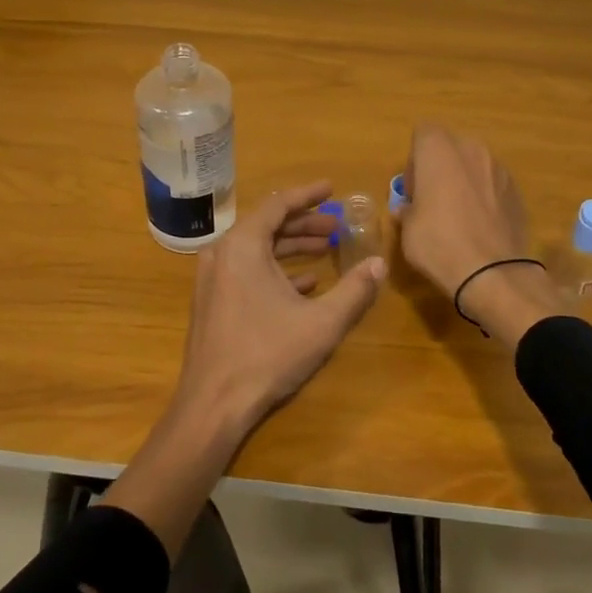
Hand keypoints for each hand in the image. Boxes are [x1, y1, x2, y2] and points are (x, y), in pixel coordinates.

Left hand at [173, 181, 386, 443]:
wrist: (213, 404)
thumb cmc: (267, 355)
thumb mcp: (321, 323)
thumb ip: (354, 290)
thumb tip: (380, 264)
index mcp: (242, 245)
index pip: (278, 204)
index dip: (308, 195)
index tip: (332, 189)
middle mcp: (222, 253)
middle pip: (267, 225)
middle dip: (304, 223)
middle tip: (337, 226)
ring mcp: (212, 278)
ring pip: (257, 249)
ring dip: (292, 246)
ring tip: (327, 249)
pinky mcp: (212, 301)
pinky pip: (246, 271)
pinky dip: (275, 270)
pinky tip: (305, 283)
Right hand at [399, 124, 529, 293]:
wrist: (493, 273)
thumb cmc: (438, 243)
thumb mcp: (407, 229)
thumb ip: (406, 209)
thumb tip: (407, 209)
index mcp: (439, 150)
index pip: (423, 132)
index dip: (415, 159)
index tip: (414, 189)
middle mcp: (472, 149)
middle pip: (450, 146)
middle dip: (440, 166)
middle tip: (432, 200)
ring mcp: (499, 169)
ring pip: (474, 164)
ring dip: (463, 180)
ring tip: (458, 215)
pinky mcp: (517, 190)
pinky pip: (492, 184)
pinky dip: (484, 196)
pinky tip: (480, 226)